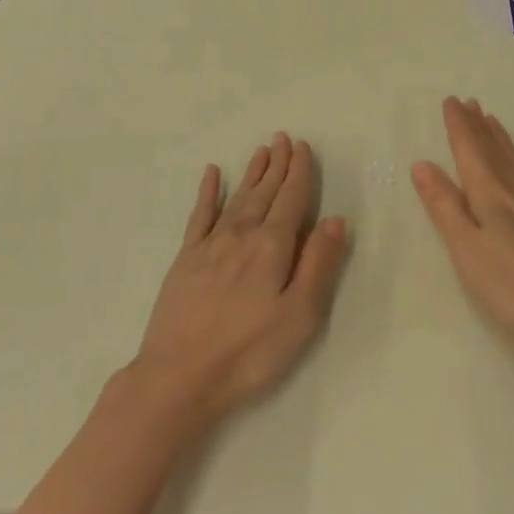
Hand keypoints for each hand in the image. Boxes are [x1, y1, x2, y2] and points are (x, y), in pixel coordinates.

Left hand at [131, 133, 348, 427]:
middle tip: (283, 137)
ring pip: (237, 198)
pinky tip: (211, 174)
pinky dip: (207, 192)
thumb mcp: (299, 316)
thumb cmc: (248, 352)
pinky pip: (200, 215)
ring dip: (251, 173)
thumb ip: (318, 265)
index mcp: (271, 247)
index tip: (303, 147)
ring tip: (261, 150)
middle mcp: (241, 235)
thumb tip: (335, 219)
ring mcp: (210, 245)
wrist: (179, 376)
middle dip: (277, 164)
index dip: (299, 172)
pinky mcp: (186, 259)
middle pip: (264, 192)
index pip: (291, 200)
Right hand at [413, 97, 513, 372]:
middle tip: (468, 102)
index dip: (458, 126)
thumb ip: (444, 207)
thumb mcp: (468, 251)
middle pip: (494, 150)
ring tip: (492, 118)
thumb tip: (421, 164)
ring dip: (503, 139)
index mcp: (489, 195)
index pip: (469, 151)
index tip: (450, 101)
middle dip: (478, 126)